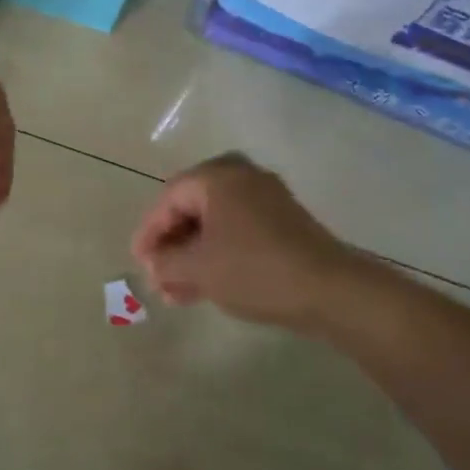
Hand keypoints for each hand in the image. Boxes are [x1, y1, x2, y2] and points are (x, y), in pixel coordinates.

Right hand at [130, 153, 362, 329]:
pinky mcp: (284, 221)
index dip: (149, 232)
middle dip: (172, 245)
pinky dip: (218, 253)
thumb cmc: (254, 270)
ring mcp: (267, 197)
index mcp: (217, 177)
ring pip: (215, 223)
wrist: (331, 291)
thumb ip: (165, 262)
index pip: (169, 199)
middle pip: (191, 208)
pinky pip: (238, 230)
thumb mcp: (198, 269)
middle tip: (159, 276)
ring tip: (178, 292)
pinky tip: (207, 285)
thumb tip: (155, 264)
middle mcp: (242, 176)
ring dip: (193, 254)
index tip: (139, 263)